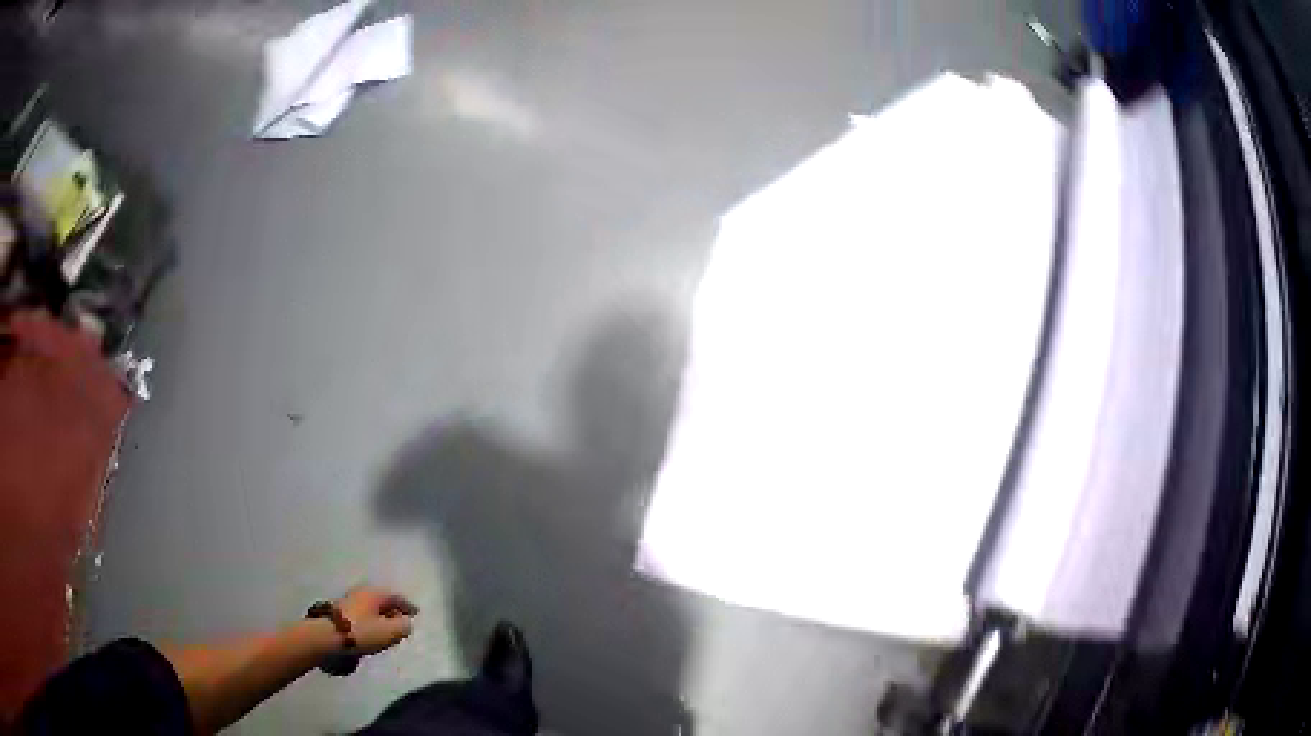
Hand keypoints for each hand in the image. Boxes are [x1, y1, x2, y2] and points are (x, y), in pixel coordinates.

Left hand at [336, 585, 418, 655]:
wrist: (327, 636)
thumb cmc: (361, 632)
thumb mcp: (389, 632)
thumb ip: (402, 627)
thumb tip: (406, 623)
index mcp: (374, 594)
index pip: (395, 596)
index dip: (407, 605)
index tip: (416, 612)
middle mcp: (361, 593)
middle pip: (381, 600)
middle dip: (392, 610)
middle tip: (402, 620)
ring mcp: (348, 601)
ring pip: (370, 607)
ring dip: (379, 616)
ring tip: (387, 628)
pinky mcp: (338, 612)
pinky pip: (361, 614)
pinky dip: (369, 620)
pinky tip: (370, 631)